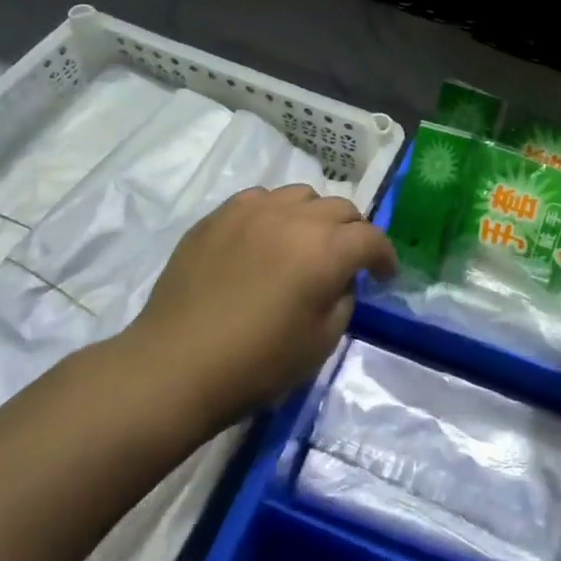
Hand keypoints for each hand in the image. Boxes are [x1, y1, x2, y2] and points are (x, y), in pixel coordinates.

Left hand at [131, 185, 396, 427]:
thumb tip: (339, 279)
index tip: (382, 275)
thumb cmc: (257, 363)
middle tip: (346, 260)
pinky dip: (275, 214)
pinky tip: (264, 239)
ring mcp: (252, 211)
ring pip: (301, 195)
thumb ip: (343, 298)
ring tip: (304, 242)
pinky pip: (260, 199)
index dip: (384, 256)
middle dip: (353, 232)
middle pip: (340, 208)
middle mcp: (294, 218)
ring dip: (314, 216)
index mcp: (326, 250)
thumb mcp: (321, 342)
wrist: (177, 365)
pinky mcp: (219, 215)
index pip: (371, 238)